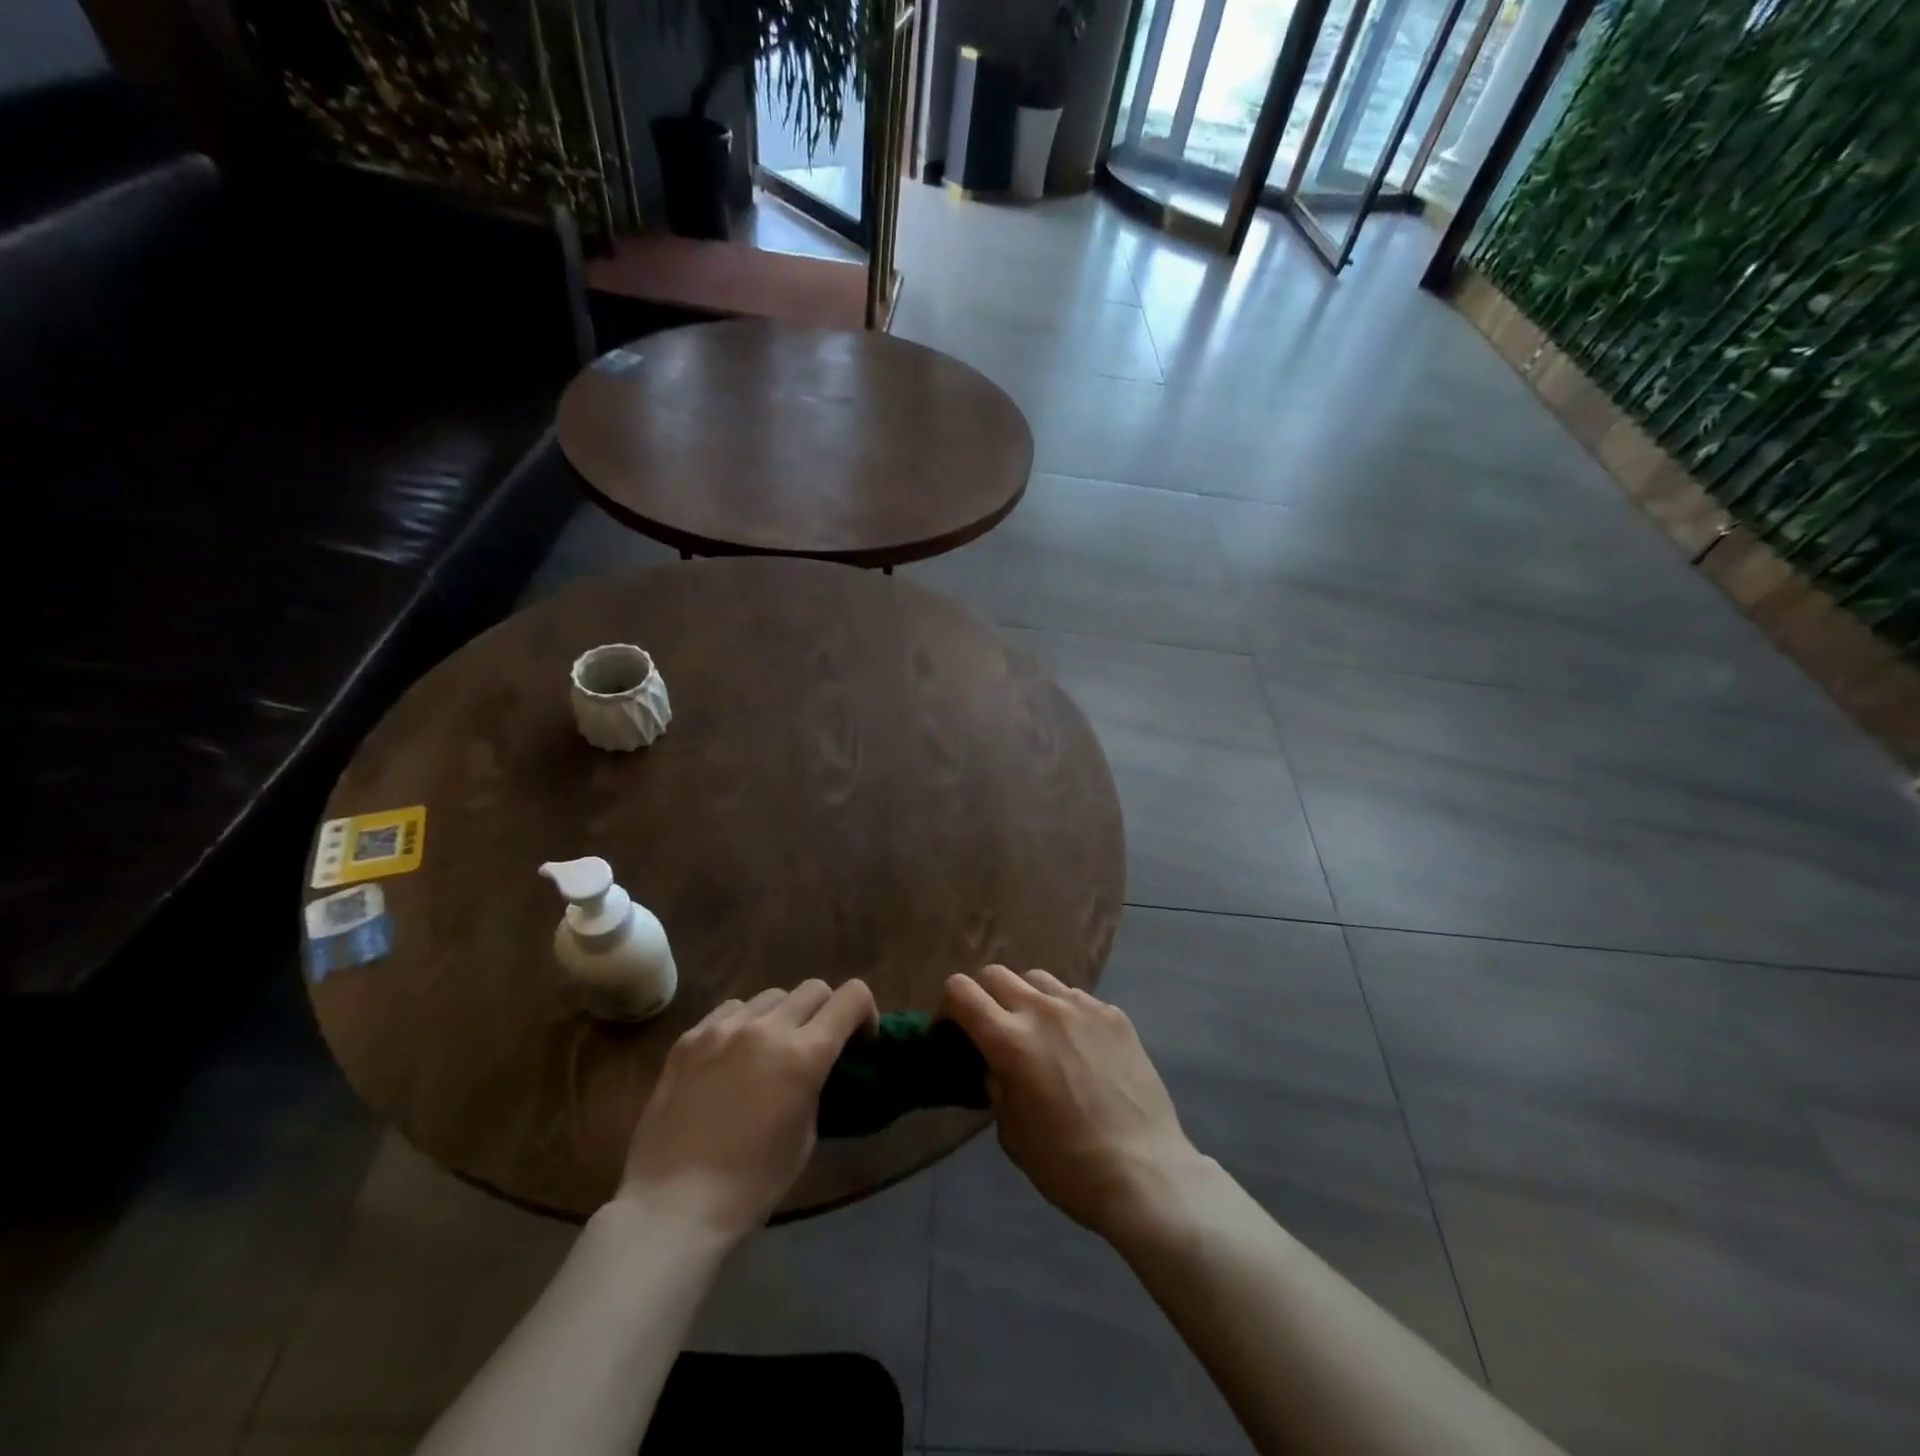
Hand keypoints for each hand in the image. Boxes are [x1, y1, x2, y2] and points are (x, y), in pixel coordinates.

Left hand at [619, 979, 878, 1239]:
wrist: (672, 1206)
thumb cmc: (750, 1185)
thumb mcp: (805, 1135)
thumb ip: (815, 1084)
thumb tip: (813, 1066)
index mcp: (804, 1054)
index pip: (851, 997)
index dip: (865, 1011)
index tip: (860, 1039)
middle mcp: (767, 1028)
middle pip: (813, 989)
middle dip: (826, 1011)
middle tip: (818, 1044)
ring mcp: (723, 1028)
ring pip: (771, 996)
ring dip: (783, 1015)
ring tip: (770, 1050)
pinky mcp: (689, 1037)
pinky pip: (730, 1010)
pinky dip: (744, 1023)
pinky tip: (733, 1056)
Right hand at [940, 965, 1207, 1237]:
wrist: (1145, 1172)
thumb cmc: (1067, 1164)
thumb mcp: (1011, 1132)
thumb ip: (996, 1085)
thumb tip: (996, 1064)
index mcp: (1009, 1040)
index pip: (961, 991)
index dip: (947, 1006)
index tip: (951, 1030)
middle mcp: (1042, 1010)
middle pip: (996, 974)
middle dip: (983, 996)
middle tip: (991, 1028)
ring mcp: (1082, 1007)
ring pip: (1038, 979)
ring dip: (1025, 998)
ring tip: (1037, 1031)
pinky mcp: (1114, 1015)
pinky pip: (1076, 999)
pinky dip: (1064, 1013)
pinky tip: (1078, 1047)